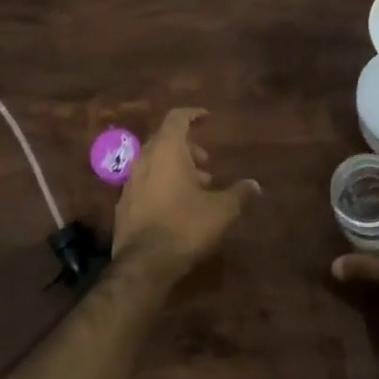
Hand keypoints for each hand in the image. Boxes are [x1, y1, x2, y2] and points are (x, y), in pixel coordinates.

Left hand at [112, 108, 259, 270]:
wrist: (144, 263)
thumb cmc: (185, 226)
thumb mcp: (221, 210)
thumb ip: (239, 193)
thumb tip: (254, 185)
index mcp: (167, 151)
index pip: (177, 119)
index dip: (193, 115)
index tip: (207, 118)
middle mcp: (144, 160)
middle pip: (165, 141)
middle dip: (187, 148)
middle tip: (207, 163)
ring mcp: (130, 182)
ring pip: (154, 163)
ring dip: (176, 168)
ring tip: (198, 188)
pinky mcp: (124, 204)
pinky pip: (146, 183)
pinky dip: (162, 184)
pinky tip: (178, 206)